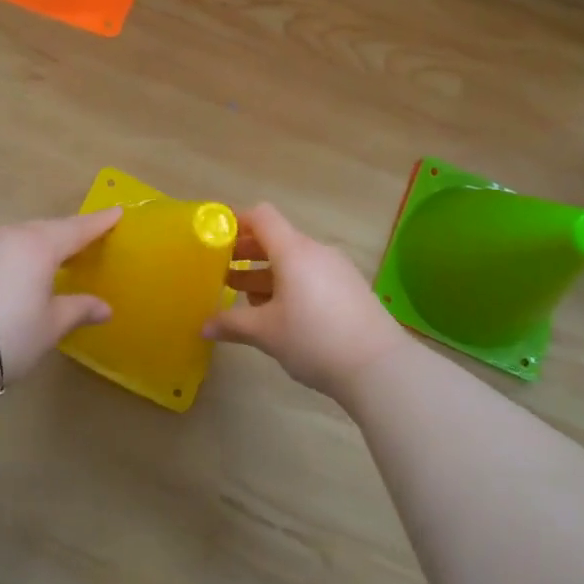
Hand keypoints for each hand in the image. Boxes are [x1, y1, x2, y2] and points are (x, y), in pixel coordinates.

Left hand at [0, 209, 122, 380]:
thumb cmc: (9, 336)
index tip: (117, 212)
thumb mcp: (50, 325)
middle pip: (48, 228)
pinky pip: (1, 248)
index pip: (78, 228)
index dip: (99, 222)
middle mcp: (11, 235)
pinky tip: (21, 272)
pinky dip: (18, 254)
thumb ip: (79, 309)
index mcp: (39, 245)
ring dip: (41, 243)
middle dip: (69, 233)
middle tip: (89, 239)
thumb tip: (105, 308)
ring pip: (21, 236)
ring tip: (55, 257)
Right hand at [206, 203, 406, 397]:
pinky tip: (281, 313)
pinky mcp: (350, 288)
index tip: (216, 238)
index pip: (262, 216)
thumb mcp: (266, 333)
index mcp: (293, 251)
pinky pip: (312, 275)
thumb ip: (232, 323)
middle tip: (222, 271)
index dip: (236, 221)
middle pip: (276, 238)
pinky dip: (290, 283)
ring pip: (294, 260)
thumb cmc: (314, 339)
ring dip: (267, 272)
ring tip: (246, 296)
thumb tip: (203, 326)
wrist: (379, 367)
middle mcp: (316, 251)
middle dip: (247, 252)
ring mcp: (337, 269)